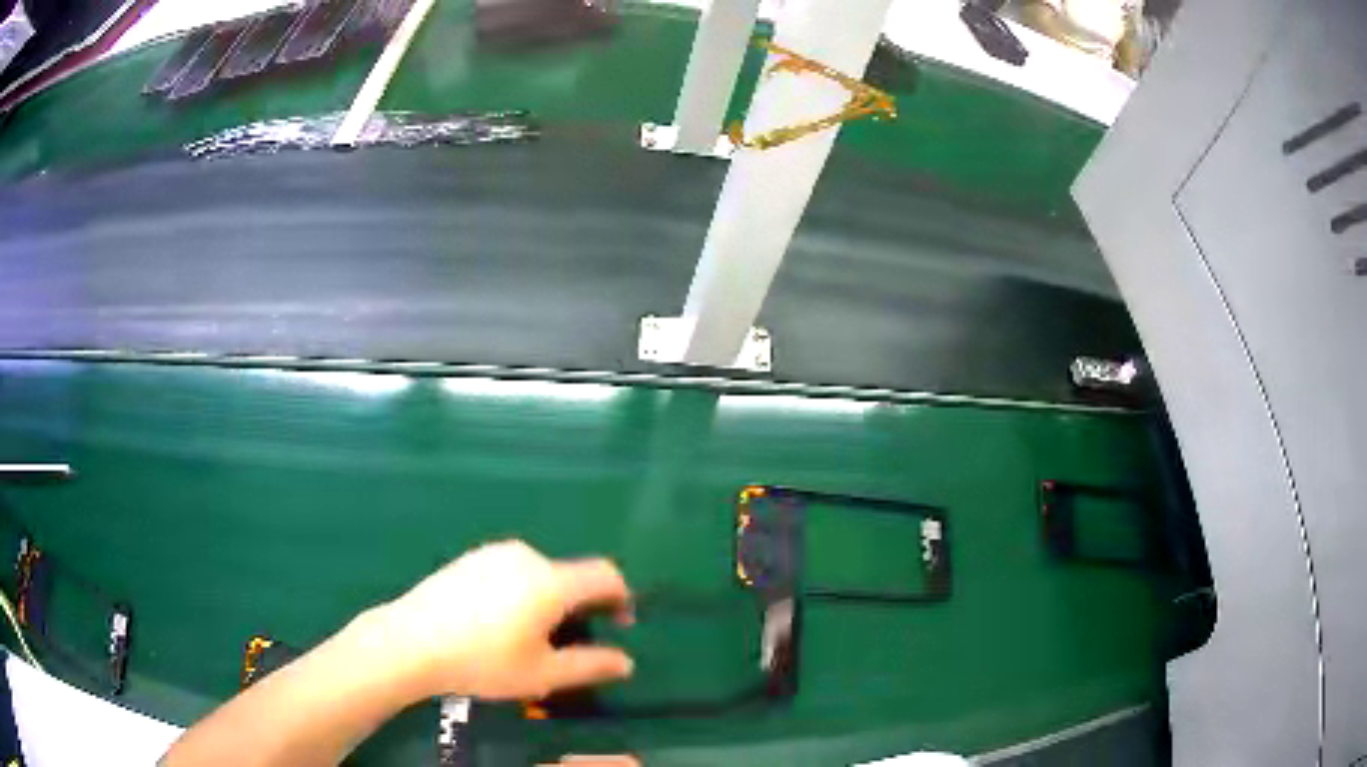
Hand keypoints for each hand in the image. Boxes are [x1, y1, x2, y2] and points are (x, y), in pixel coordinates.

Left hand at [369, 540, 634, 701]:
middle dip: (580, 605)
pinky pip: (510, 571)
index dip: (622, 596)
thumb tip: (625, 661)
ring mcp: (493, 554)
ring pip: (539, 574)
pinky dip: (520, 592)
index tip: (620, 623)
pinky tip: (496, 622)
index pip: (605, 574)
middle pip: (570, 575)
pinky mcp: (469, 558)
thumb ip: (591, 665)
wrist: (410, 641)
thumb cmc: (483, 661)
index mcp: (550, 582)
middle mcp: (526, 557)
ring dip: (549, 599)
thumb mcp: (542, 674)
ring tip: (528, 636)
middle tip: (567, 642)